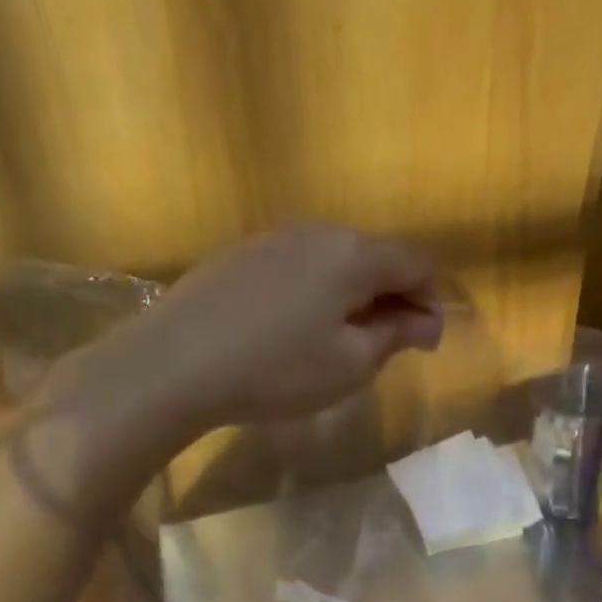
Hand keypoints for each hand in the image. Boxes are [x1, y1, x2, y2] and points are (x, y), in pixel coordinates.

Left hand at [47, 222, 442, 435]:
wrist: (171, 365)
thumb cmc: (277, 369)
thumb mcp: (350, 363)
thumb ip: (395, 335)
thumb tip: (425, 321)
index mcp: (353, 253)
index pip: (417, 262)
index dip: (431, 300)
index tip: (424, 344)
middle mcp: (317, 231)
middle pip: (376, 256)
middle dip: (393, 297)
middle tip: (386, 345)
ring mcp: (272, 238)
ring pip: (334, 260)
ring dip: (353, 295)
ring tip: (339, 340)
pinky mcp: (238, 254)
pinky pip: (297, 266)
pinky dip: (314, 292)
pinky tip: (292, 330)